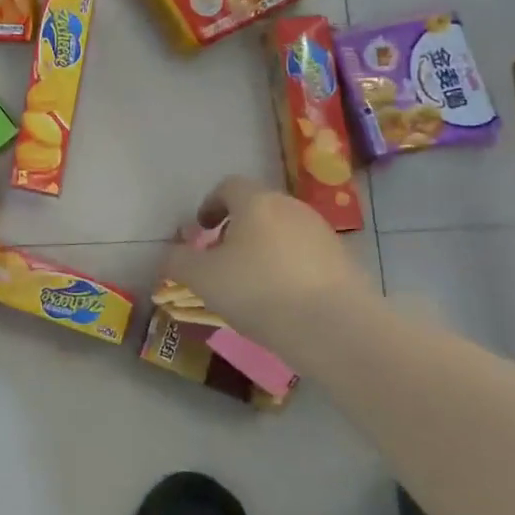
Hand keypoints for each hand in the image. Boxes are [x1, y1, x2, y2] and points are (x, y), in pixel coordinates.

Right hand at [163, 176, 370, 343]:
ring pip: (283, 232)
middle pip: (258, 208)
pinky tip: (285, 300)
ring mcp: (322, 232)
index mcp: (256, 202)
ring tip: (253, 284)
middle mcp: (291, 207)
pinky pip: (306, 256)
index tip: (202, 229)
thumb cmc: (259, 292)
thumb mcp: (202, 279)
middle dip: (237, 229)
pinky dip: (290, 268)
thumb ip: (178, 261)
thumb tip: (170, 255)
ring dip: (264, 248)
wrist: (336, 328)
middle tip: (222, 260)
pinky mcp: (344, 260)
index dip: (210, 204)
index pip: (228, 186)